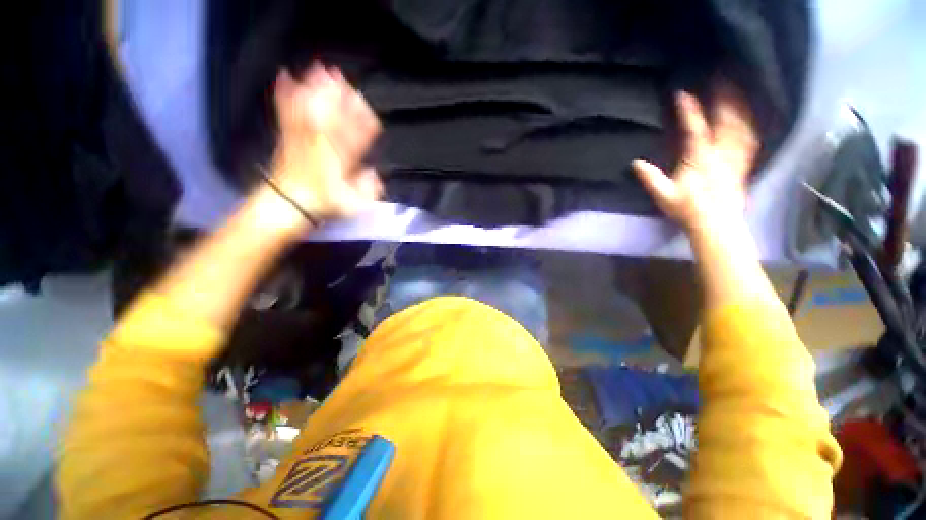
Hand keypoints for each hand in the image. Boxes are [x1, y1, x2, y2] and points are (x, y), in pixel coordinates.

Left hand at [269, 63, 382, 220]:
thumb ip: (367, 189)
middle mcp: (321, 147)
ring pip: (312, 111)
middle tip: (343, 79)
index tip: (371, 114)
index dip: (363, 126)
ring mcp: (303, 139)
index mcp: (339, 163)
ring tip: (320, 69)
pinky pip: (287, 112)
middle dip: (338, 99)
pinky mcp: (288, 136)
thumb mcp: (352, 205)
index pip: (355, 141)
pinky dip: (286, 95)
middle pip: (332, 119)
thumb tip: (374, 173)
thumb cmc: (323, 204)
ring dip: (316, 91)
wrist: (289, 203)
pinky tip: (285, 77)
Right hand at [632, 84, 757, 231]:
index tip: (682, 93)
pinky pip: (749, 140)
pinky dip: (749, 125)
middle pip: (725, 121)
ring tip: (736, 91)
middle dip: (723, 98)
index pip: (695, 129)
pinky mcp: (743, 164)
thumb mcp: (664, 195)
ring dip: (738, 107)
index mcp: (699, 159)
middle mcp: (720, 154)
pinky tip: (748, 118)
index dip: (689, 110)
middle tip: (721, 78)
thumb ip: (651, 178)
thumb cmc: (687, 209)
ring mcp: (734, 158)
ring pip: (740, 126)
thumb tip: (635, 163)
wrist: (715, 223)